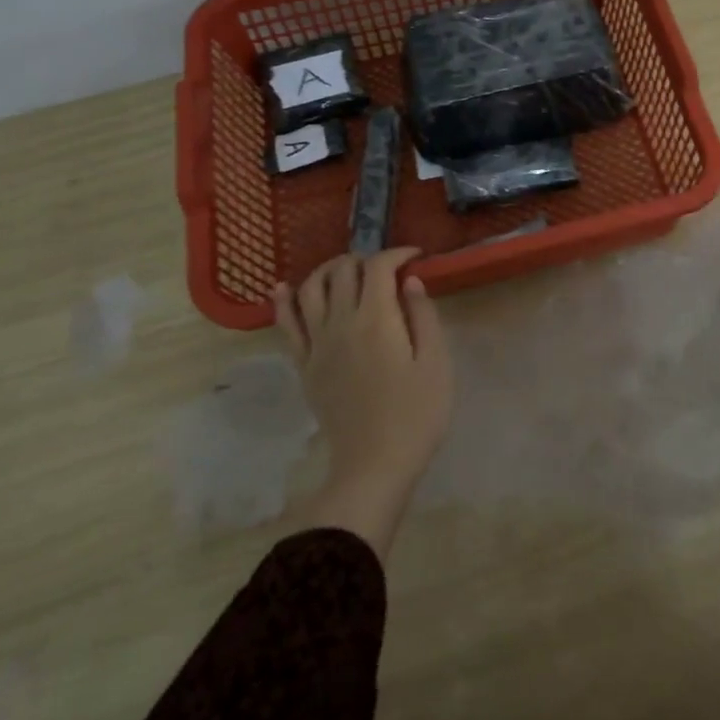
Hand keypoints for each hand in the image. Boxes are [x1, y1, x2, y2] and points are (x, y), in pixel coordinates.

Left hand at [274, 247, 453, 556]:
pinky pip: (286, 325)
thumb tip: (410, 281)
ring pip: (310, 289)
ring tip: (347, 271)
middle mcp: (340, 322)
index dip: (397, 254)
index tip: (416, 257)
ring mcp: (316, 344)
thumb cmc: (416, 413)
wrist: (374, 465)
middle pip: (342, 271)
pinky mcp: (304, 366)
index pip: (378, 267)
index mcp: (376, 319)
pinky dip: (283, 301)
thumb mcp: (436, 362)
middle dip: (365, 259)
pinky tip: (283, 288)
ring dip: (328, 270)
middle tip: (388, 268)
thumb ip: (423, 315)